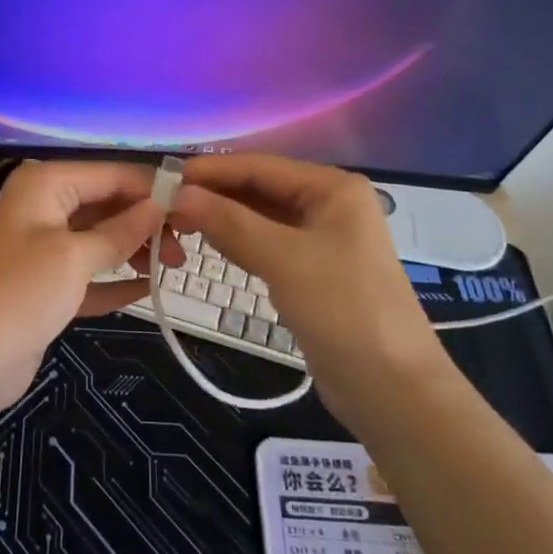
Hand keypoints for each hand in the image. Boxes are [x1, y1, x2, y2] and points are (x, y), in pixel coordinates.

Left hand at [0, 162, 181, 442]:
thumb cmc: (22, 293)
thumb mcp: (75, 256)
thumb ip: (121, 230)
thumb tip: (158, 205)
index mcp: (44, 185)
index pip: (109, 174)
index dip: (151, 189)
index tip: (193, 206)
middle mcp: (43, 208)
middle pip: (105, 204)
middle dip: (145, 222)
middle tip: (185, 246)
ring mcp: (43, 248)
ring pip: (99, 239)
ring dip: (134, 251)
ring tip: (173, 267)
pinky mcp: (46, 286)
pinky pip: (89, 274)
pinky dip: (115, 281)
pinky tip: (148, 289)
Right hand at [167, 154, 449, 432]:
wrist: (390, 387)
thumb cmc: (342, 309)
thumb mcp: (283, 259)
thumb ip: (229, 221)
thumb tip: (178, 193)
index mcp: (332, 188)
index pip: (259, 166)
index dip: (210, 170)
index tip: (163, 177)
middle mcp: (328, 205)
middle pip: (259, 189)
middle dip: (214, 195)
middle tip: (163, 206)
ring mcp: (321, 239)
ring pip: (260, 218)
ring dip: (222, 218)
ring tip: (177, 222)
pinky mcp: (312, 271)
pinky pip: (266, 244)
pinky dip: (238, 242)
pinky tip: (209, 244)